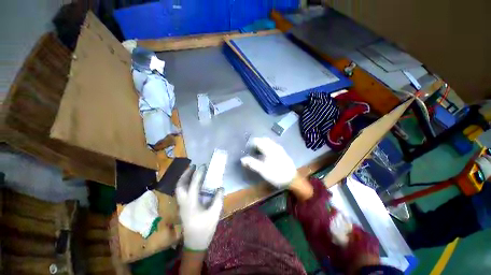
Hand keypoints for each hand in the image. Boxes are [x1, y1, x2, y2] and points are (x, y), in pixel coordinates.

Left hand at [176, 165, 223, 250]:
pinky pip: (181, 192)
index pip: (194, 184)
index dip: (198, 174)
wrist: (195, 243)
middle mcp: (183, 202)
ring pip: (178, 189)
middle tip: (193, 166)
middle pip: (180, 185)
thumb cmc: (205, 228)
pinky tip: (191, 183)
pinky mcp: (182, 208)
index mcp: (191, 203)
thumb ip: (218, 199)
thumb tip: (220, 187)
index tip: (203, 166)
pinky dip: (185, 184)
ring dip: (184, 178)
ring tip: (191, 172)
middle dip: (186, 174)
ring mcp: (181, 205)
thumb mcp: (215, 213)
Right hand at [240, 137, 296, 188]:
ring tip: (257, 152)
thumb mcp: (263, 170)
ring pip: (269, 141)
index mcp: (269, 149)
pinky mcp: (282, 151)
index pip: (257, 141)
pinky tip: (266, 154)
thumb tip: (242, 159)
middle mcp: (274, 146)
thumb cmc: (276, 174)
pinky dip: (267, 146)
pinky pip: (272, 145)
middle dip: (256, 142)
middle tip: (251, 150)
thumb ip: (252, 163)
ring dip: (262, 144)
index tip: (247, 149)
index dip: (250, 143)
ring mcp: (279, 148)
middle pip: (263, 139)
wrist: (292, 179)